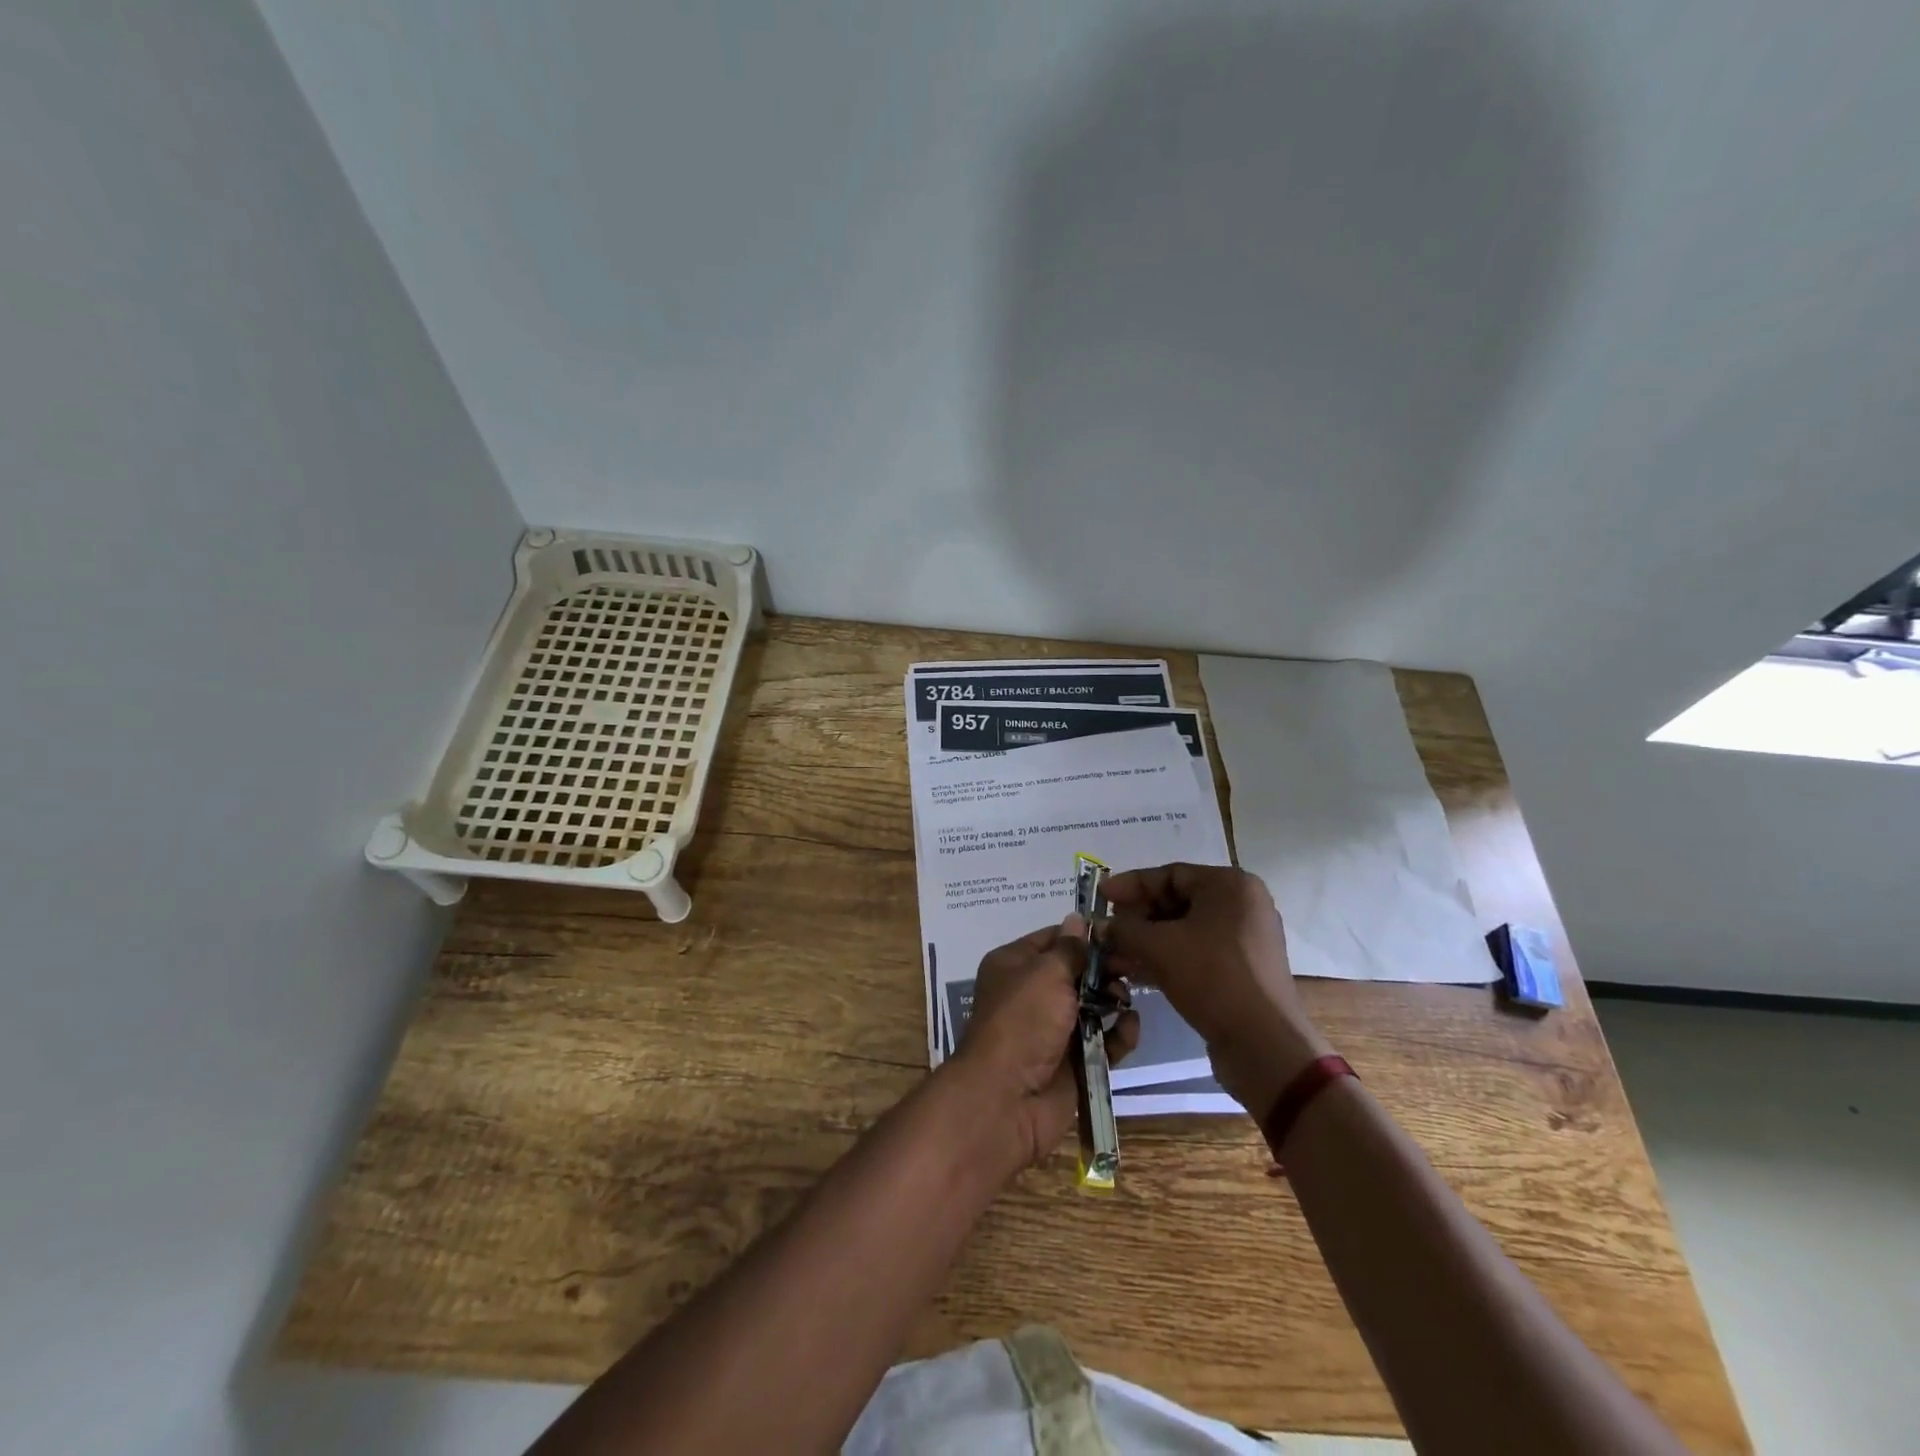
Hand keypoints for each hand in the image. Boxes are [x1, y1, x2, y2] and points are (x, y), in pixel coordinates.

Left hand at [950, 917, 1139, 1172]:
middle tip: (1131, 967)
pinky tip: (1131, 1027)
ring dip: (1114, 1000)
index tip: (1118, 934)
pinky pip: (1103, 1040)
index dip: (1084, 936)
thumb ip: (1069, 949)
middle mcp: (1032, 993)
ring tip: (1126, 1001)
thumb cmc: (1022, 1021)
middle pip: (1077, 972)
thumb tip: (1078, 919)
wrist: (1007, 1098)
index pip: (1054, 939)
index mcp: (1015, 965)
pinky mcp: (1074, 1061)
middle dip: (1105, 969)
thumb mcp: (1045, 973)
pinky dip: (1119, 1034)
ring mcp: (1053, 1029)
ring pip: (1093, 1006)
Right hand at [1102, 864, 1332, 1117]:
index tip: (1100, 896)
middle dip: (1137, 918)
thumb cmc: (1212, 977)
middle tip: (1106, 930)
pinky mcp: (1241, 970)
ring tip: (1113, 955)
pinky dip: (1166, 958)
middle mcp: (1242, 905)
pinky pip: (1196, 952)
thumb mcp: (1159, 947)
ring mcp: (1244, 940)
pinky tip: (1136, 973)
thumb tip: (1098, 926)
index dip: (1130, 885)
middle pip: (1177, 901)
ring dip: (1146, 941)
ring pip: (1184, 930)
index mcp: (1230, 886)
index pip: (1170, 874)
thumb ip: (1123, 929)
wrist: (1263, 1044)